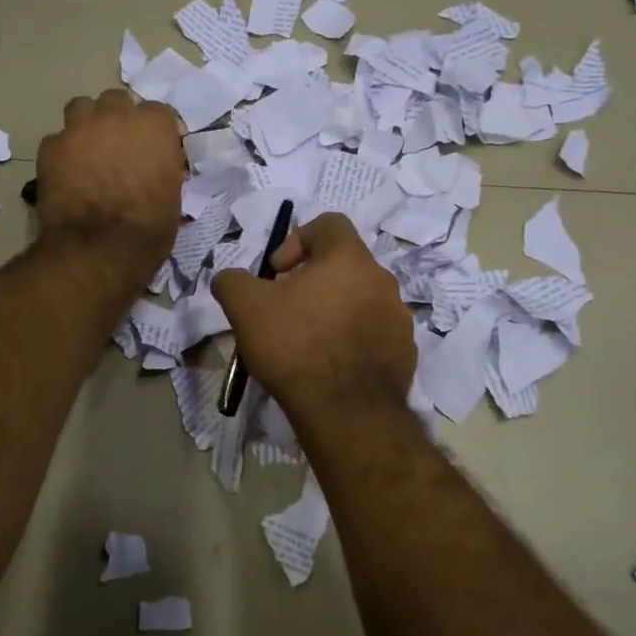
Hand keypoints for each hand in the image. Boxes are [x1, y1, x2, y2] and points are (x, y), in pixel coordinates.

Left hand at [36, 89, 183, 280]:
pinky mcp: (50, 146)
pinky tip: (66, 173)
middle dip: (118, 119)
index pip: (158, 113)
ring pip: (82, 107)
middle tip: (118, 147)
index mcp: (154, 127)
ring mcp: (80, 128)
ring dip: (87, 124)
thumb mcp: (172, 198)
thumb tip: (158, 170)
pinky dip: (63, 152)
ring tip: (88, 150)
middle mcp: (117, 116)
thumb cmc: (147, 229)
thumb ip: (164, 171)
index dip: (154, 132)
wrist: (98, 249)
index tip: (153, 150)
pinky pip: (57, 139)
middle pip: (116, 101)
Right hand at [212, 213, 414, 423]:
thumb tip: (231, 279)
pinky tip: (330, 365)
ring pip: (360, 300)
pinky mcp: (404, 351)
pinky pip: (374, 333)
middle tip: (287, 309)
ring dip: (334, 310)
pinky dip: (352, 339)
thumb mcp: (245, 307)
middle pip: (344, 265)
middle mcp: (382, 280)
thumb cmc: (295, 346)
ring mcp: (399, 317)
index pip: (329, 224)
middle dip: (312, 281)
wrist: (346, 412)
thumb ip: (232, 281)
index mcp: (349, 258)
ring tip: (307, 341)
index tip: (277, 273)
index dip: (297, 240)